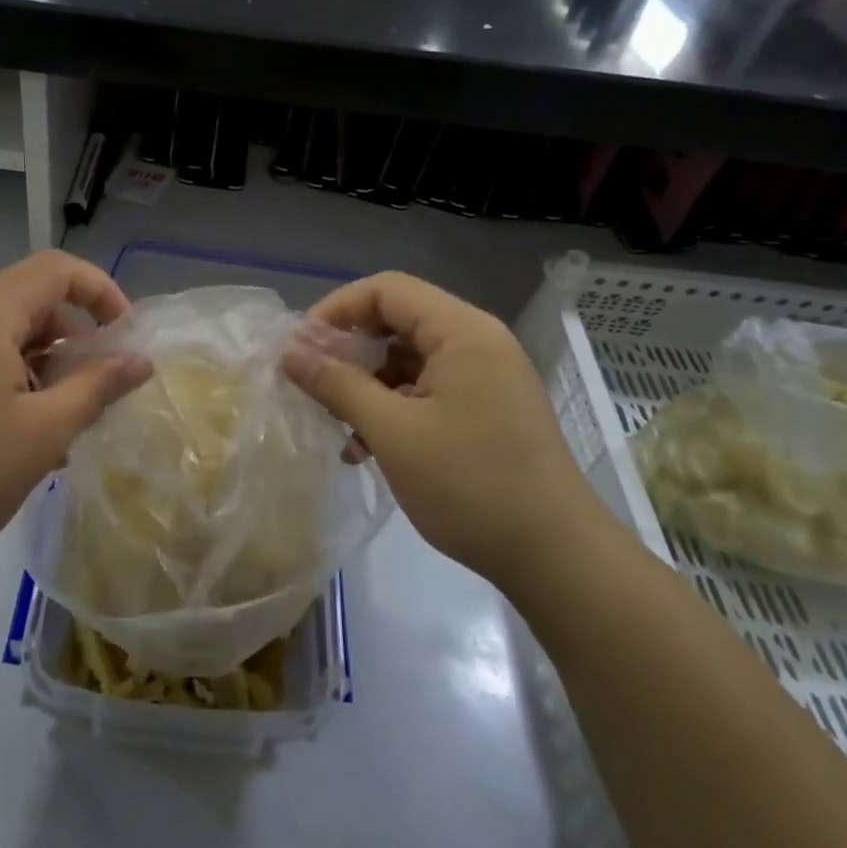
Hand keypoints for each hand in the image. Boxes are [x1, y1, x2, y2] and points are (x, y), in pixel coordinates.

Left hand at [0, 251, 150, 584]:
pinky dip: (10, 385)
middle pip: (28, 304)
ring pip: (2, 340)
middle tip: (97, 391)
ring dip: (43, 368)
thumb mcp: (44, 432)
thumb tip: (140, 361)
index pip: (53, 270)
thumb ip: (98, 386)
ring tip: (62, 427)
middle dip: (73, 339)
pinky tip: (20, 440)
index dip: (99, 290)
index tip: (125, 336)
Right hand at [283, 273, 601, 587]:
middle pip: (398, 321)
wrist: (556, 557)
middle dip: (349, 349)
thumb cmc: (470, 485)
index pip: (387, 289)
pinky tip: (366, 448)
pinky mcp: (487, 410)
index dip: (337, 309)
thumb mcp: (393, 433)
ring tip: (337, 423)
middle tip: (312, 383)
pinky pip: (428, 389)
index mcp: (462, 331)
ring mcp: (486, 377)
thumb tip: (290, 353)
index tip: (301, 347)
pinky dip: (394, 407)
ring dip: (368, 384)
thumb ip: (338, 384)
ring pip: (410, 359)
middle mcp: (478, 342)